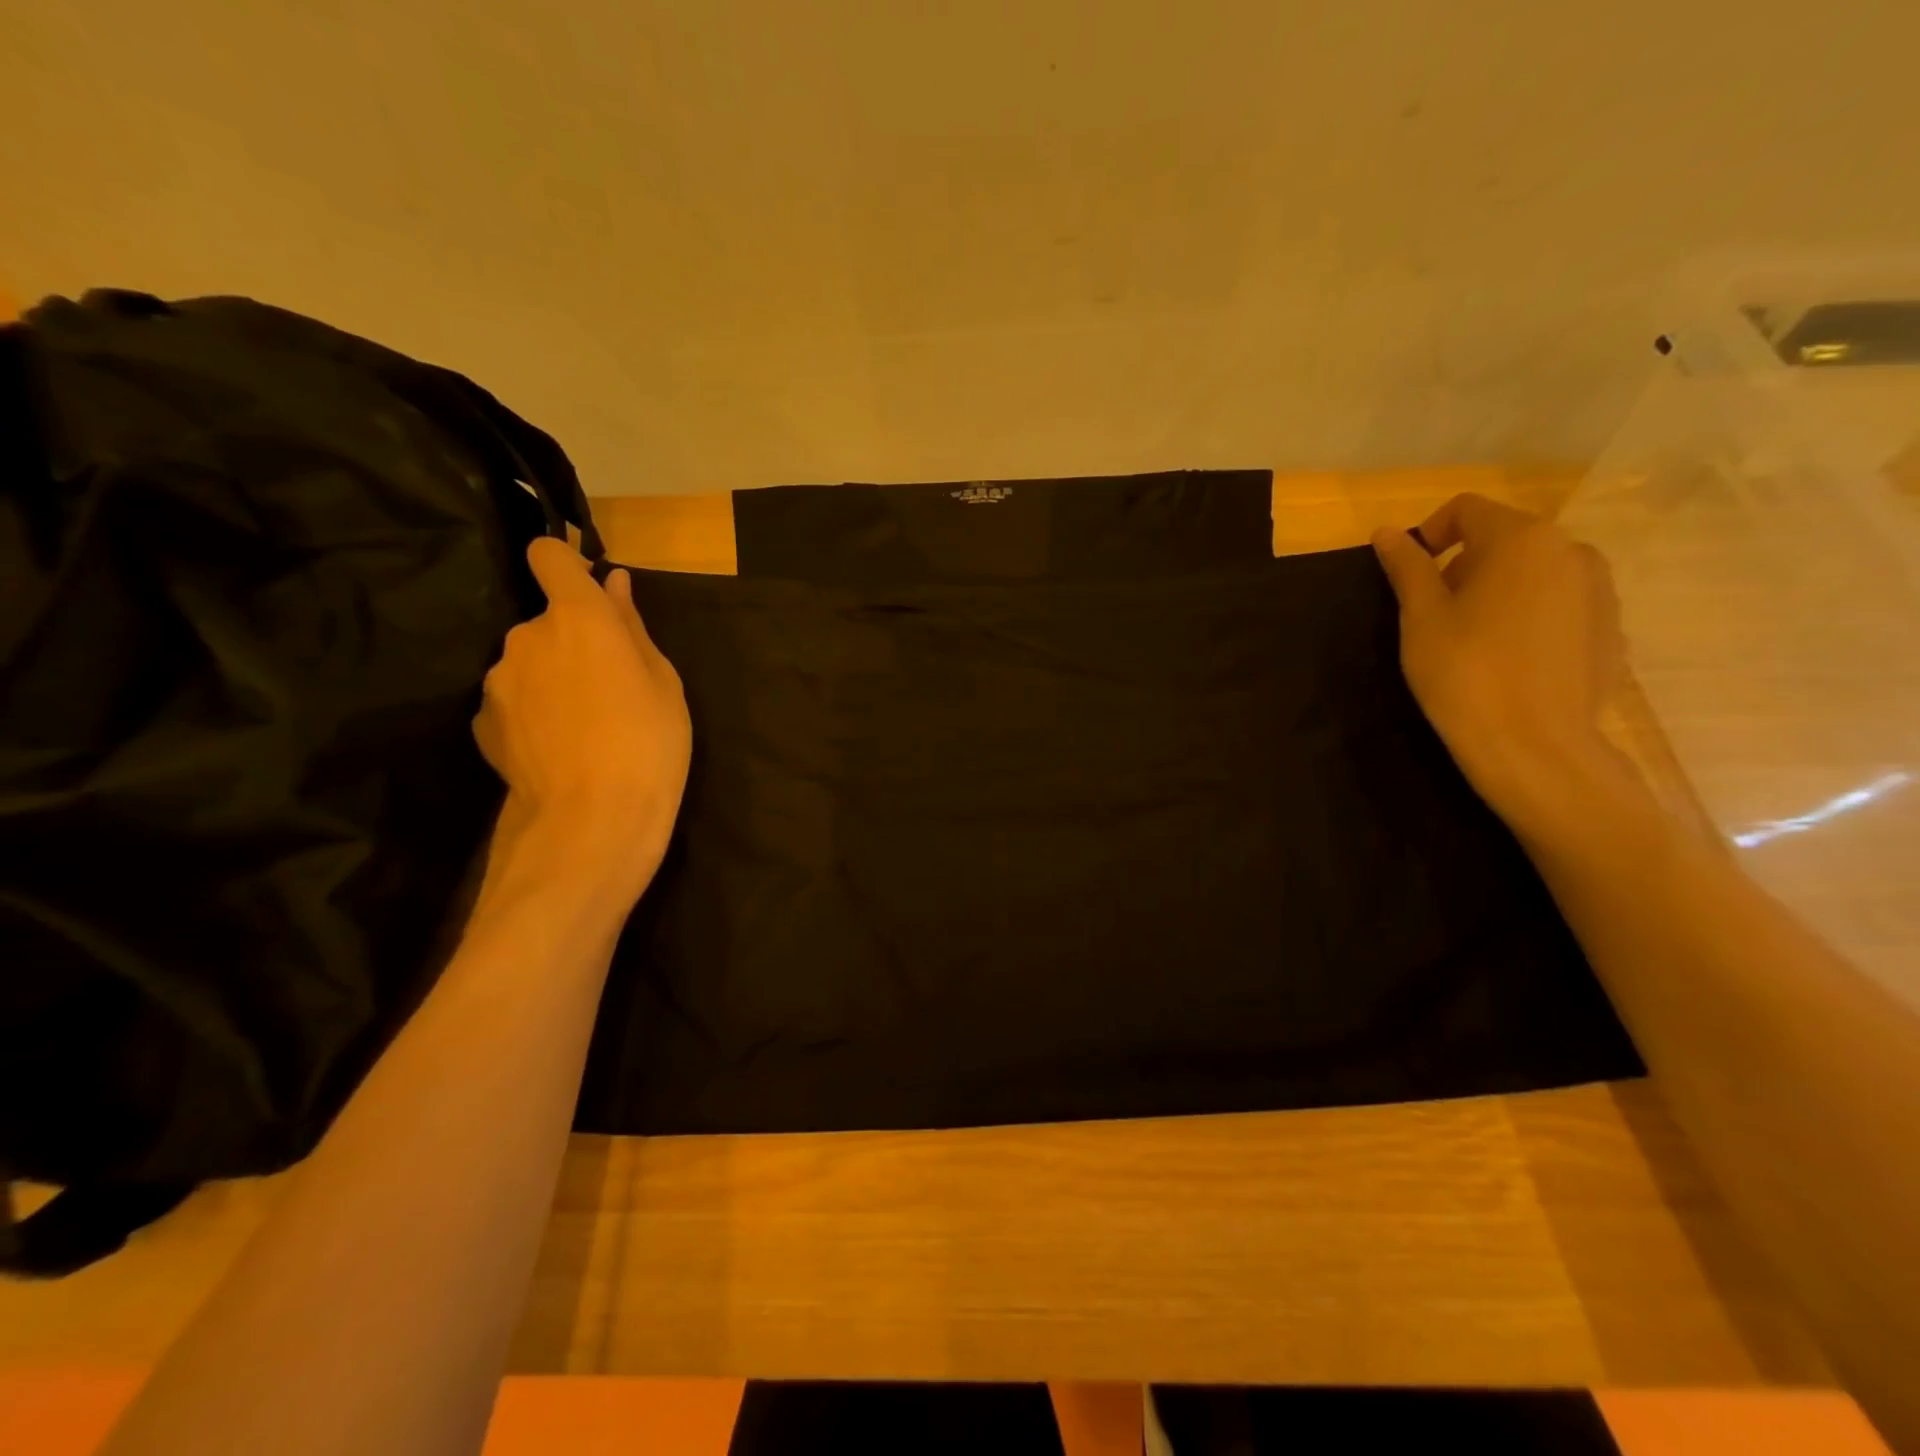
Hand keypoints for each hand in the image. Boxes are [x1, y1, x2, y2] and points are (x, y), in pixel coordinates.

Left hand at [473, 540, 690, 902]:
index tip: (588, 589)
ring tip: (585, 724)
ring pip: (528, 662)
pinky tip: (559, 747)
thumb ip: (631, 626)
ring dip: (551, 677)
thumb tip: (613, 583)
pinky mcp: (481, 721)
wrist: (593, 819)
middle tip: (610, 686)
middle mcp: (526, 636)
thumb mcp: (663, 681)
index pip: (549, 556)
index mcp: (578, 617)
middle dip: (573, 641)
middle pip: (546, 620)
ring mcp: (497, 680)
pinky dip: (533, 711)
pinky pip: (513, 699)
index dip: (566, 563)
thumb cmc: (649, 741)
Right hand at [1371, 494, 1634, 831]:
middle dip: (1464, 565)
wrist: (1534, 746)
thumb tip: (1387, 532)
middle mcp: (1571, 551)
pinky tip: (1509, 660)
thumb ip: (1406, 567)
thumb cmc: (1464, 672)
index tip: (1409, 576)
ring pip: (1534, 572)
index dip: (1429, 534)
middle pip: (1504, 538)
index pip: (1467, 509)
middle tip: (1435, 615)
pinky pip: (1559, 604)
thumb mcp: (1420, 617)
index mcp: (1522, 540)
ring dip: (1498, 589)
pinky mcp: (1610, 628)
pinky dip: (1528, 616)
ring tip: (1473, 639)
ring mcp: (1599, 590)